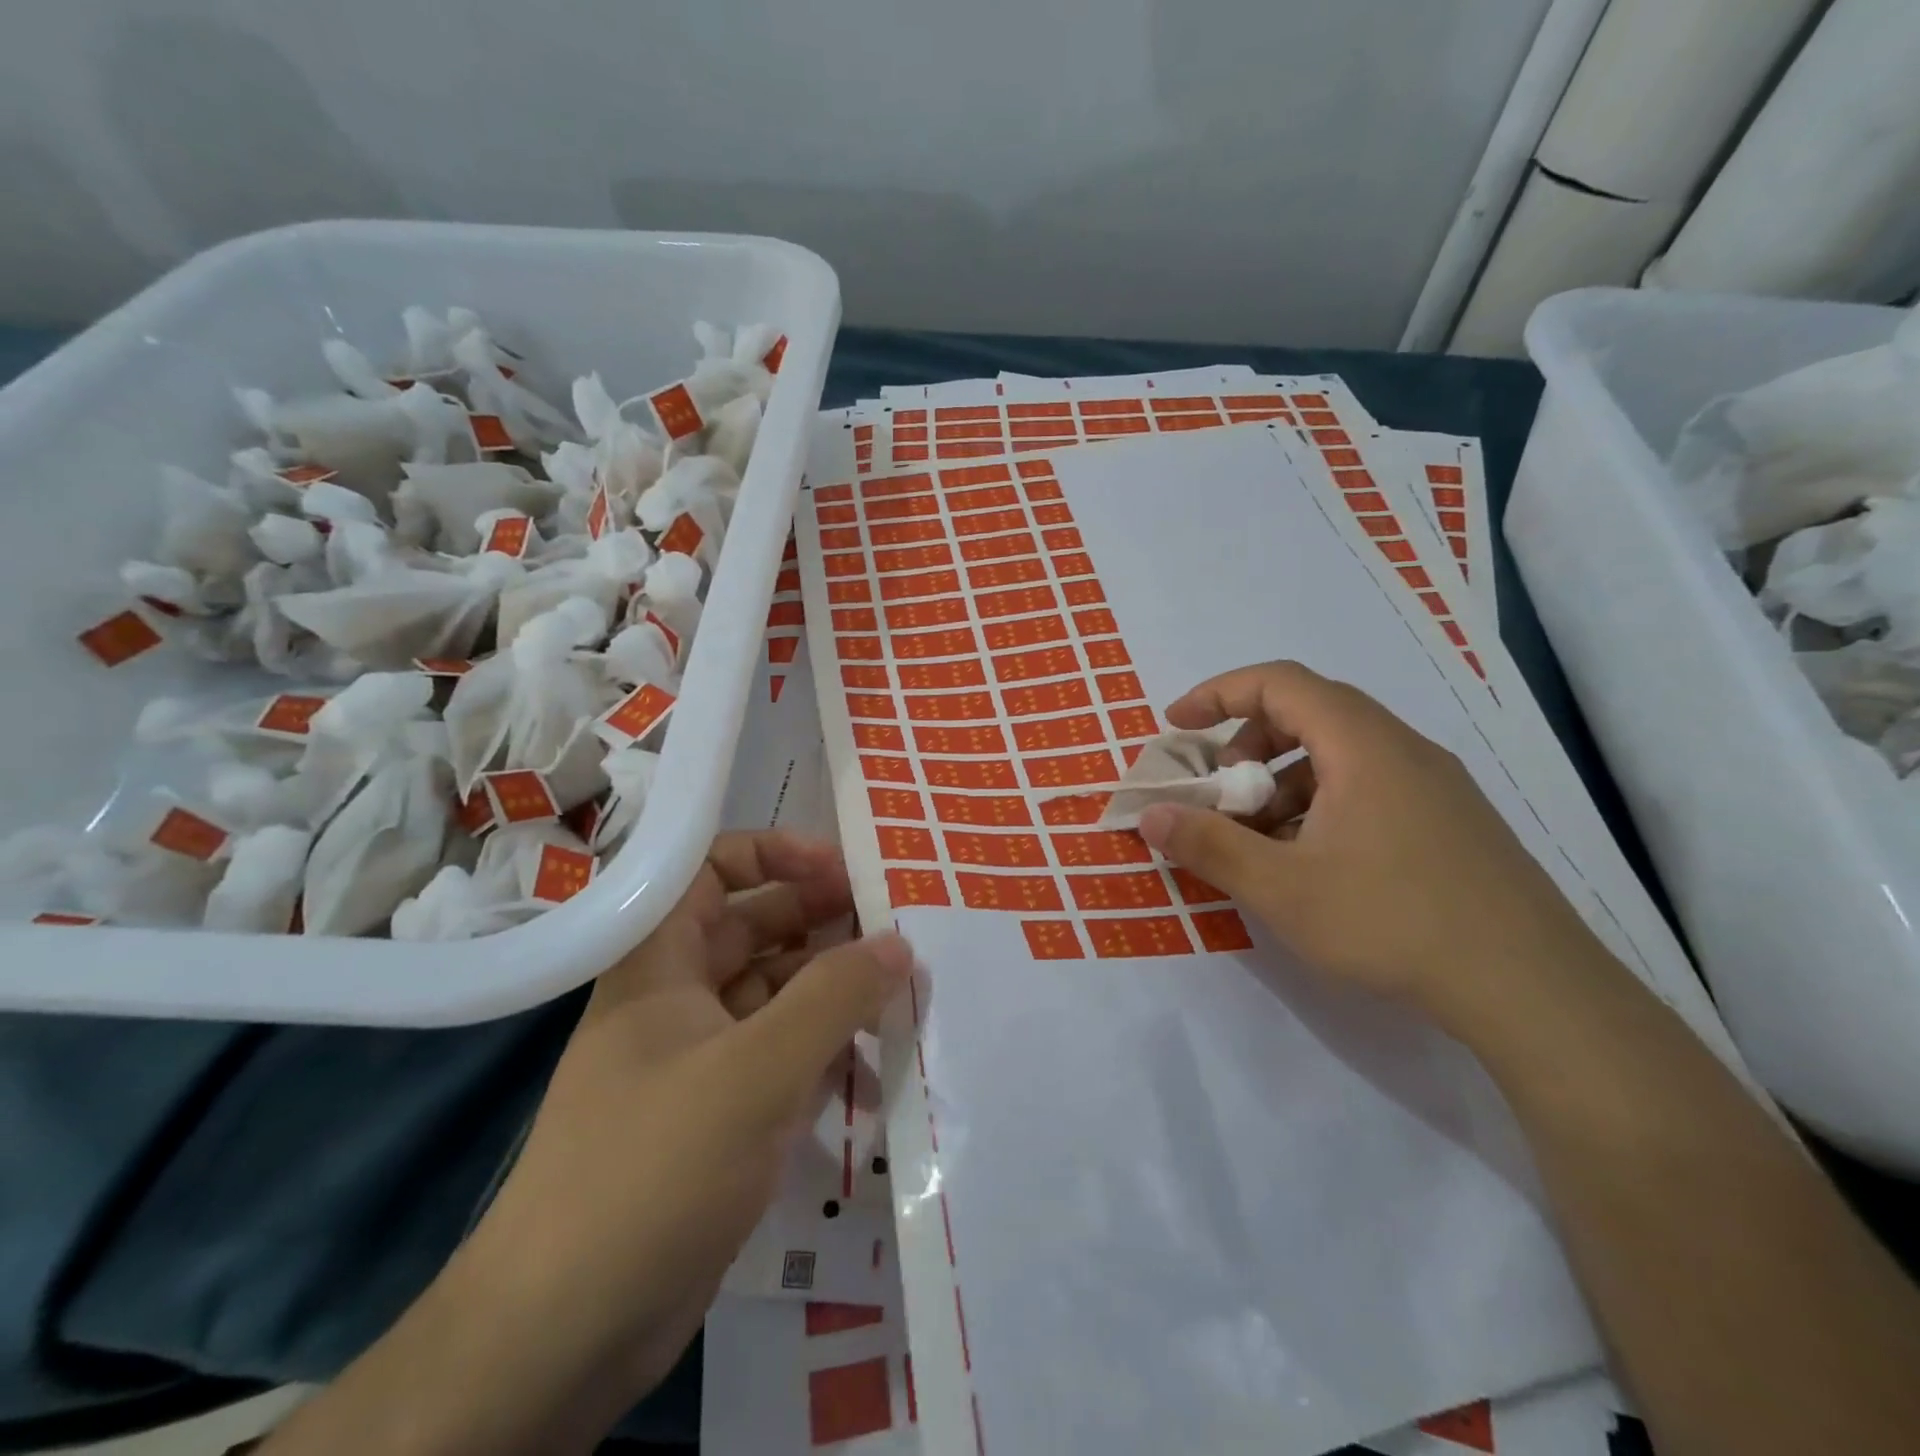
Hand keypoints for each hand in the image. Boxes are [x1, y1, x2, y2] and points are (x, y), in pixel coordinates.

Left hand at [457, 830, 910, 1407]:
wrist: (564, 1334)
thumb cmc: (653, 1169)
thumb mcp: (755, 1071)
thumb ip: (835, 998)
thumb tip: (898, 942)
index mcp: (660, 960)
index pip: (713, 869)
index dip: (776, 855)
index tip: (843, 869)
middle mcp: (679, 996)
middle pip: (757, 928)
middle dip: (823, 921)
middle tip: (894, 927)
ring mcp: (701, 1057)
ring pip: (778, 995)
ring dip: (835, 989)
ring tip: (904, 990)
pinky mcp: (722, 1113)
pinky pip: (784, 1055)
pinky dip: (828, 1050)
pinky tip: (878, 1063)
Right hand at [1137, 661, 1604, 1030]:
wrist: (1534, 991)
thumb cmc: (1395, 923)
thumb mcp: (1282, 889)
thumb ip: (1209, 845)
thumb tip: (1150, 815)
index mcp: (1363, 746)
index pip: (1280, 683)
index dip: (1218, 694)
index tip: (1177, 727)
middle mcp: (1402, 749)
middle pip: (1310, 713)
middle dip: (1248, 743)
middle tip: (1220, 791)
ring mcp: (1435, 786)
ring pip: (1341, 754)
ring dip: (1284, 780)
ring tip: (1261, 839)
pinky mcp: (1451, 822)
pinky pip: (1369, 786)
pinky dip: (1322, 804)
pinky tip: (1313, 863)